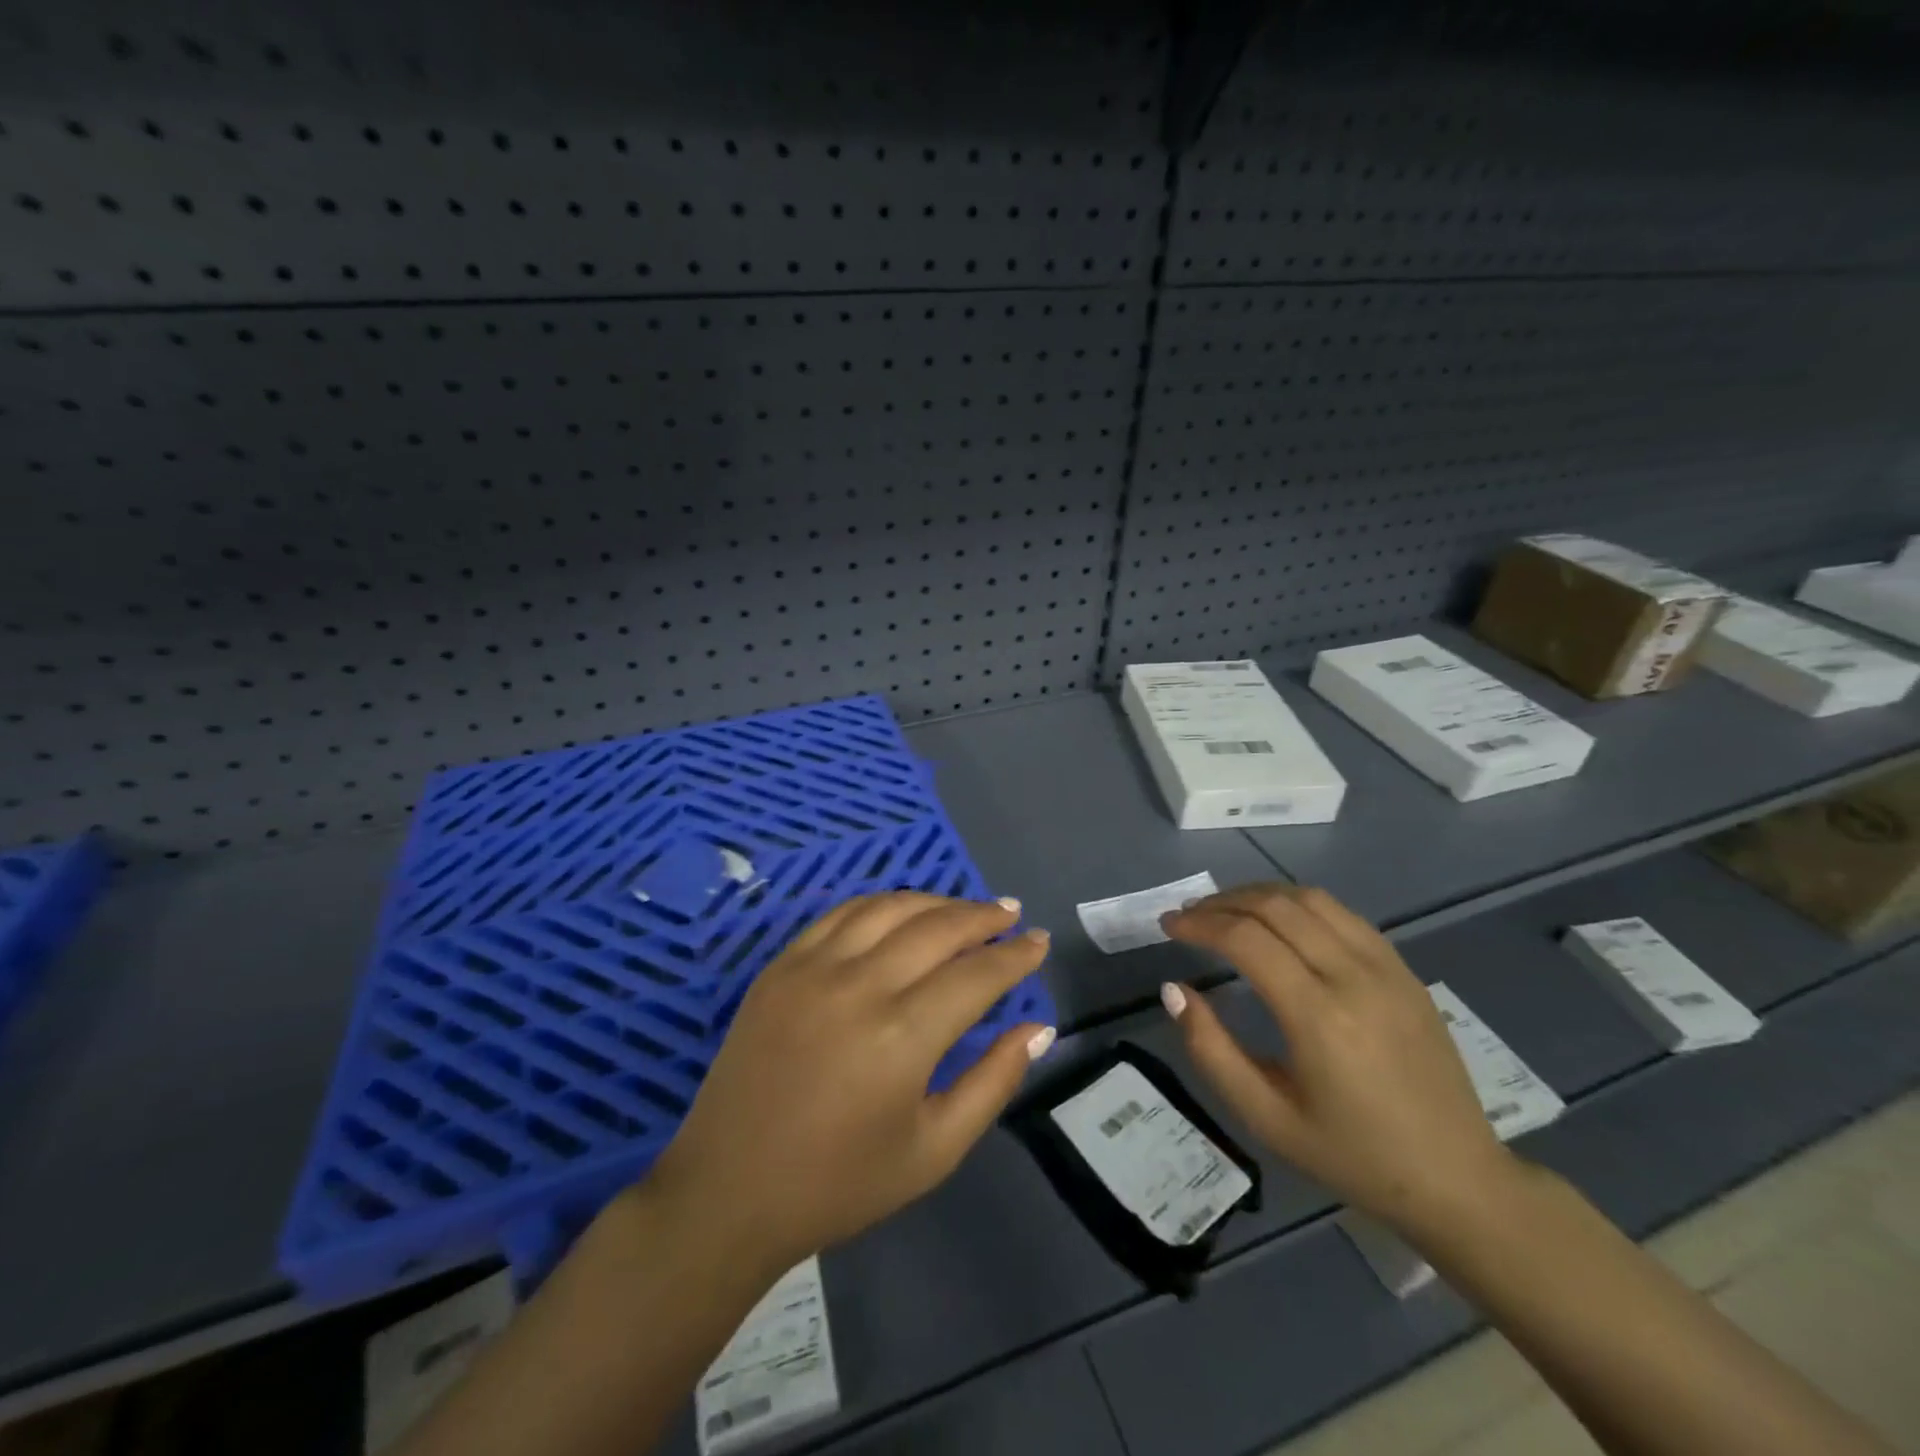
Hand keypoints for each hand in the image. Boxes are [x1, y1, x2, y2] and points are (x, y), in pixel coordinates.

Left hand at [643, 892, 1054, 1272]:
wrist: (729, 1191)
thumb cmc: (839, 1183)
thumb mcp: (933, 1150)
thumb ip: (993, 1082)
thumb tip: (1038, 1028)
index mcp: (903, 1036)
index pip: (977, 975)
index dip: (1015, 956)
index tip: (1039, 942)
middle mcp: (860, 985)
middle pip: (938, 928)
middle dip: (983, 917)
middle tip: (1011, 915)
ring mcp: (814, 968)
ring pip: (890, 908)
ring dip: (936, 902)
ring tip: (966, 908)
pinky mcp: (781, 966)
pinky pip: (841, 914)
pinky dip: (882, 904)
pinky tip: (902, 911)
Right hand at [1159, 884, 1514, 1236]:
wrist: (1457, 1179)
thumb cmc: (1352, 1155)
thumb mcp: (1266, 1118)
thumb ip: (1211, 1050)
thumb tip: (1173, 990)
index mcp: (1318, 1016)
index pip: (1245, 939)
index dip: (1198, 923)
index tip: (1168, 925)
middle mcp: (1353, 976)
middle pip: (1275, 906)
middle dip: (1222, 902)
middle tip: (1189, 916)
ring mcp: (1386, 968)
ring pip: (1310, 899)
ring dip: (1259, 895)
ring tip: (1227, 911)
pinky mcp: (1404, 970)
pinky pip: (1343, 914)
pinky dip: (1299, 905)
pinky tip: (1280, 923)